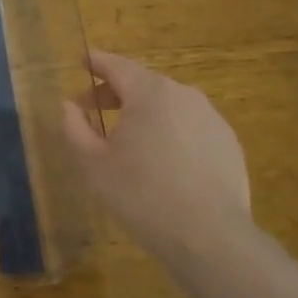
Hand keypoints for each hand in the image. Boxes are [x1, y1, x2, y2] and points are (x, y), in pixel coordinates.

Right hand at [62, 50, 251, 268]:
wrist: (209, 237)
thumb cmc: (141, 194)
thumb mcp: (93, 163)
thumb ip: (75, 127)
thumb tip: (69, 106)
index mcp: (149, 93)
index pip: (116, 65)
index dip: (96, 62)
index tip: (82, 61)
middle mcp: (183, 95)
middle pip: (143, 84)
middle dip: (116, 93)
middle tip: (93, 111)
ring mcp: (211, 118)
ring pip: (169, 106)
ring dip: (145, 113)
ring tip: (128, 140)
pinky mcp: (229, 143)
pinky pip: (191, 127)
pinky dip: (171, 132)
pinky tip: (163, 162)